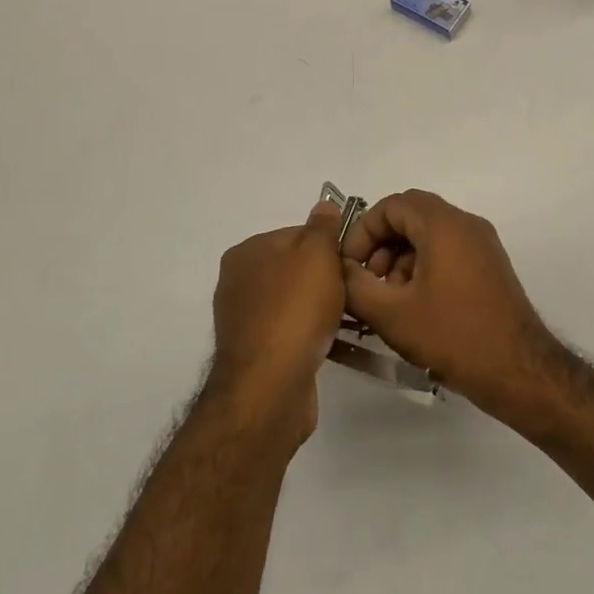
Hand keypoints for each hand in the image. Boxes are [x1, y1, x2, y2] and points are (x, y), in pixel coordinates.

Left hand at [208, 202, 349, 447]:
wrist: (270, 387)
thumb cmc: (295, 310)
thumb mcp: (317, 255)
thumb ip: (323, 227)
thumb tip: (324, 206)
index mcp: (248, 251)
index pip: (298, 233)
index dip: (330, 245)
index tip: (353, 262)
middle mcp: (239, 281)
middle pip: (297, 267)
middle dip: (327, 278)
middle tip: (355, 290)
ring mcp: (245, 319)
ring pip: (296, 301)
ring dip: (322, 308)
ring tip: (350, 319)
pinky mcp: (256, 352)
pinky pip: (291, 331)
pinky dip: (311, 333)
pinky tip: (332, 341)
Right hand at [341, 190, 559, 422]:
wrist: (518, 371)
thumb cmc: (453, 335)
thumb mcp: (391, 313)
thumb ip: (355, 285)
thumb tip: (340, 269)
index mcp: (444, 224)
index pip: (392, 205)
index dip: (363, 231)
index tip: (349, 265)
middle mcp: (466, 224)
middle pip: (411, 217)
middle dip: (381, 245)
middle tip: (366, 282)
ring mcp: (482, 245)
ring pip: (429, 236)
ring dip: (400, 259)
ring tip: (388, 300)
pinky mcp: (489, 267)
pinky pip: (447, 252)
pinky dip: (423, 268)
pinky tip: (414, 307)